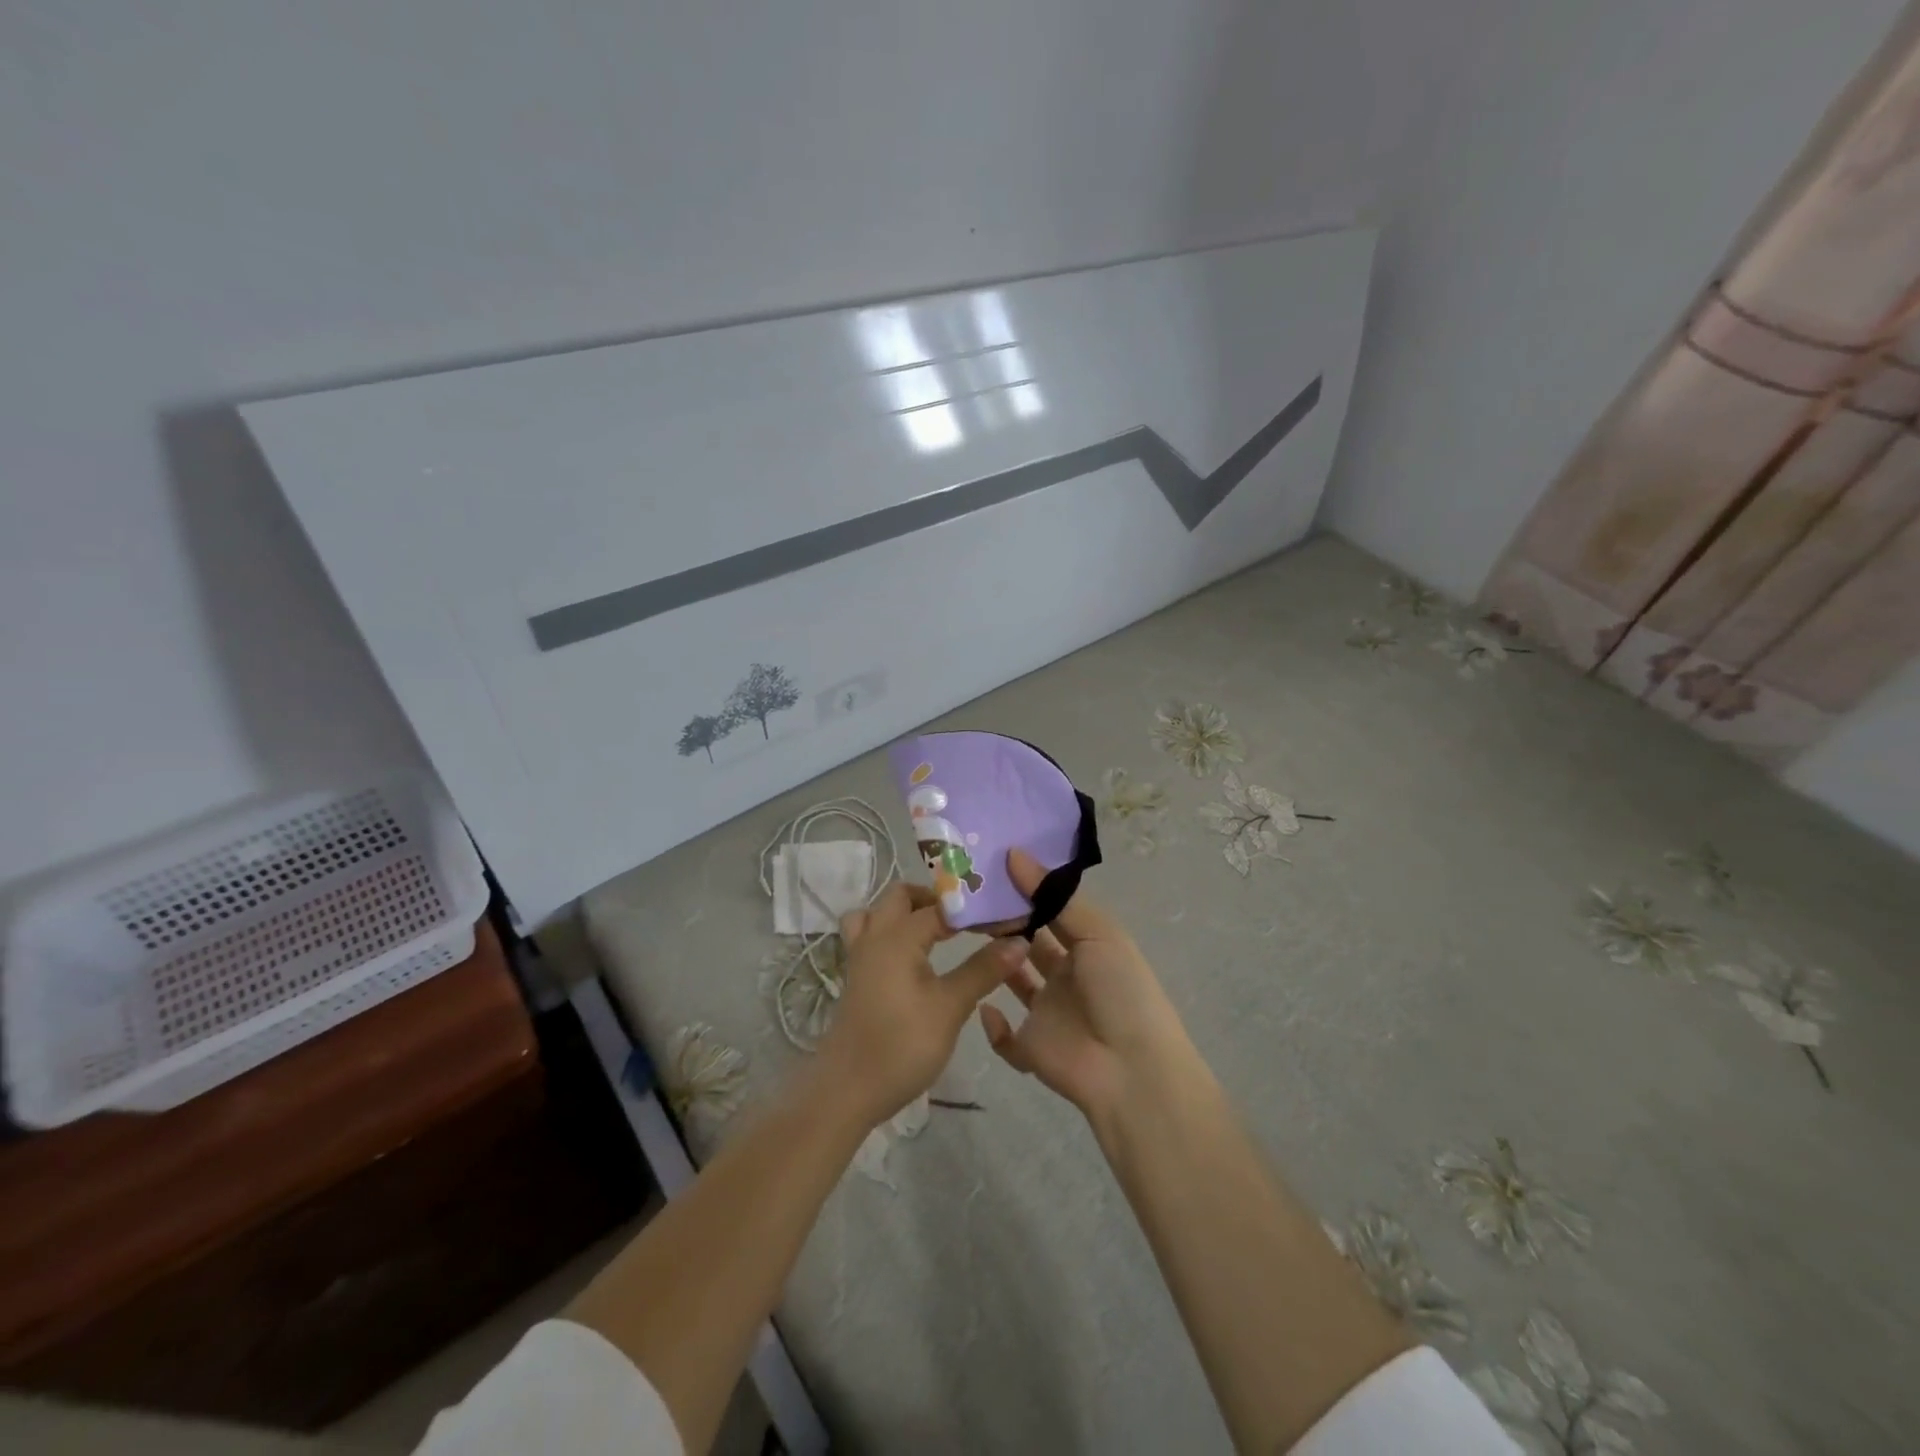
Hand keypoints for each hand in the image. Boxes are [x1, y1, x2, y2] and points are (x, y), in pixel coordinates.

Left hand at [815, 882, 1024, 1130]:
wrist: (847, 1090)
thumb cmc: (902, 1045)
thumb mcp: (950, 1007)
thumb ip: (983, 969)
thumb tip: (1019, 941)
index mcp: (898, 935)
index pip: (943, 905)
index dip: (976, 908)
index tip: (1005, 918)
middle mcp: (875, 935)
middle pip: (902, 895)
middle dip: (936, 898)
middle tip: (969, 918)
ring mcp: (860, 955)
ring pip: (878, 911)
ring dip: (906, 910)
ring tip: (937, 928)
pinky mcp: (856, 976)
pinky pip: (868, 934)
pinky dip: (888, 930)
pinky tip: (910, 954)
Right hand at [979, 849, 1196, 1123]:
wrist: (1132, 1070)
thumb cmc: (1120, 991)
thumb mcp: (1098, 934)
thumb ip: (1055, 897)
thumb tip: (1015, 854)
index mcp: (1086, 947)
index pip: (1050, 912)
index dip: (1025, 892)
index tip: (989, 868)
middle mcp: (1065, 976)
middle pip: (1027, 942)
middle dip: (1003, 922)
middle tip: (966, 897)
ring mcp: (1047, 1013)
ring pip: (1012, 981)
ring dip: (993, 962)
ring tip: (964, 936)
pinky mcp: (1031, 1048)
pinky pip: (1004, 1037)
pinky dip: (991, 1025)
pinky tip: (982, 1005)